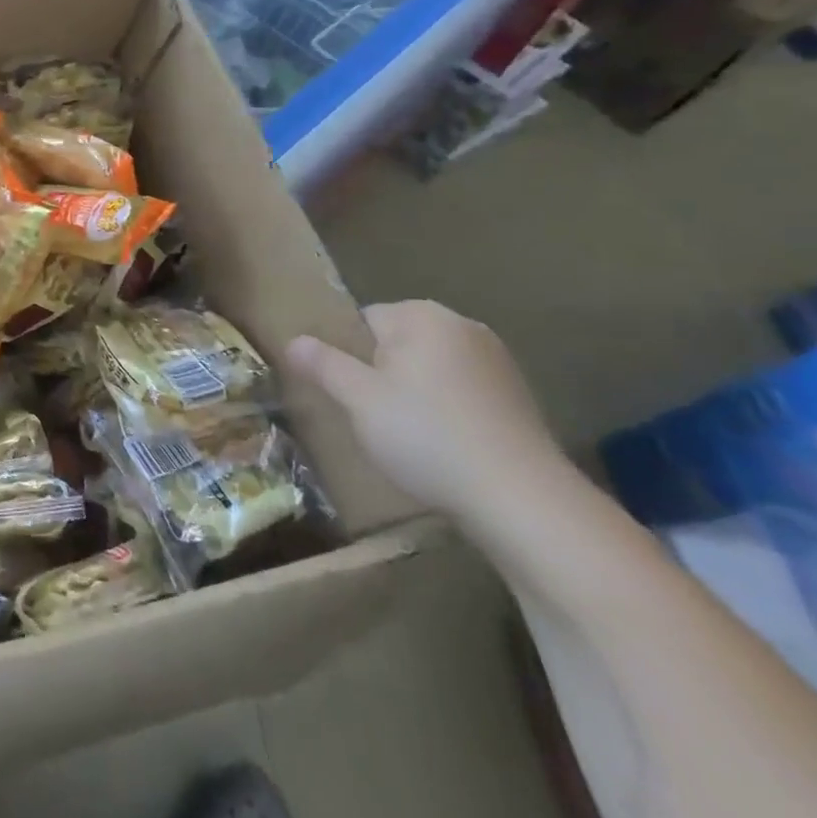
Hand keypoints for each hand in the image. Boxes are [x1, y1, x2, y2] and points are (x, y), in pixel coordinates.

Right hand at [287, 300, 564, 523]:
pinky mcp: (519, 399)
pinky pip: (462, 393)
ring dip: (413, 394)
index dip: (347, 355)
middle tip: (370, 416)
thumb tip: (293, 340)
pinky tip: (443, 448)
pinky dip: (446, 412)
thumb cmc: (428, 436)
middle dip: (381, 374)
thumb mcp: (358, 399)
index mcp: (423, 316)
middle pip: (397, 343)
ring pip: (430, 370)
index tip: (346, 392)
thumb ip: (323, 364)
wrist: (523, 501)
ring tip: (406, 438)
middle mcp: (463, 326)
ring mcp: (498, 363)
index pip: (363, 320)